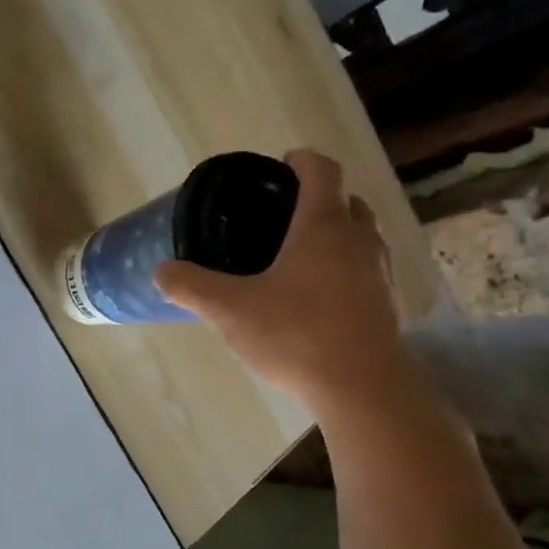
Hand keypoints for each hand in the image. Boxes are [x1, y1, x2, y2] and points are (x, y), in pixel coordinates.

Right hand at [157, 149, 405, 416]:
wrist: (362, 388)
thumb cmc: (296, 335)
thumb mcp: (230, 311)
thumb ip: (191, 287)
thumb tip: (162, 271)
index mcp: (323, 226)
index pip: (321, 170)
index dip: (301, 160)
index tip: (281, 166)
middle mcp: (358, 241)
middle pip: (348, 202)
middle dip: (321, 200)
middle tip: (286, 218)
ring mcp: (379, 274)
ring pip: (362, 238)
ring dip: (338, 236)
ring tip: (301, 259)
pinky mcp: (387, 307)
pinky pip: (367, 273)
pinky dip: (347, 272)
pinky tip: (320, 300)